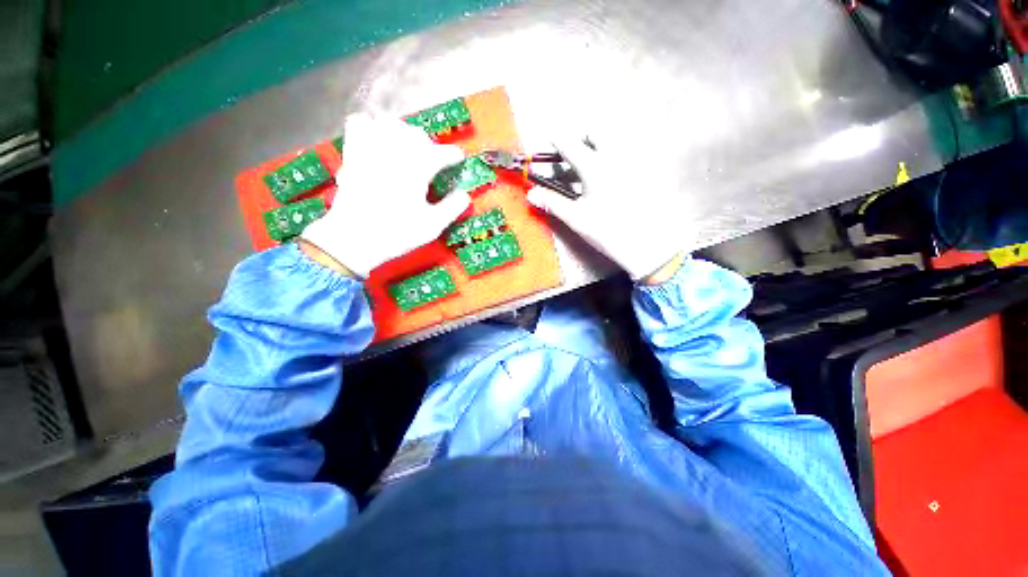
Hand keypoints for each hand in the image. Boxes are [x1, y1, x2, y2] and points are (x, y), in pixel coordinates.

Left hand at [302, 114, 469, 277]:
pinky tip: (376, 140)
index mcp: (418, 169)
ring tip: (407, 148)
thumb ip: (452, 208)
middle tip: (434, 159)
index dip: (454, 155)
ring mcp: (371, 149)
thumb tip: (465, 195)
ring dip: (404, 133)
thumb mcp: (432, 226)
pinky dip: (370, 126)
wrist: (353, 239)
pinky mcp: (353, 153)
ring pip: (391, 124)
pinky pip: (359, 123)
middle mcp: (396, 152)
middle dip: (430, 145)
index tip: (458, 158)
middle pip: (417, 134)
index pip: (442, 153)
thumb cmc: (397, 233)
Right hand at [526, 137, 685, 281]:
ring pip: (615, 139)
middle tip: (574, 156)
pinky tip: (614, 178)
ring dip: (599, 146)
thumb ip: (552, 202)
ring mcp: (634, 161)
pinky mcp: (647, 171)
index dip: (557, 140)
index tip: (551, 141)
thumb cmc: (607, 231)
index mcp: (594, 167)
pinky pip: (631, 152)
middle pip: (596, 131)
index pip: (570, 143)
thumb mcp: (576, 218)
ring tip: (592, 167)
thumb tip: (531, 193)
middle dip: (581, 138)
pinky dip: (617, 157)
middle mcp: (615, 156)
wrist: (647, 245)